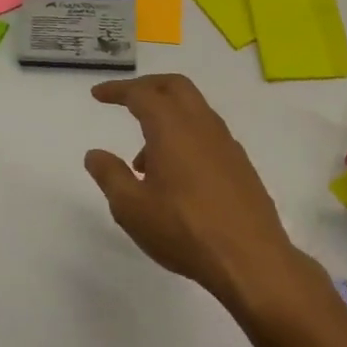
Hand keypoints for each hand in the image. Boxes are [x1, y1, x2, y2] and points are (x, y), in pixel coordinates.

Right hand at [84, 75, 310, 310]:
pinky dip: (185, 137)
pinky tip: (174, 177)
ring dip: (166, 118)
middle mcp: (202, 125)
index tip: (98, 94)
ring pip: (193, 110)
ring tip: (142, 162)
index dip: (117, 90)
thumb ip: (110, 175)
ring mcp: (226, 143)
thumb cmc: (183, 230)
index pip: (141, 94)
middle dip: (147, 87)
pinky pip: (207, 134)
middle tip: (125, 101)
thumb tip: (95, 154)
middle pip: (175, 86)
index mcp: (172, 127)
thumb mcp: (132, 207)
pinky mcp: (240, 164)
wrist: (251, 259)